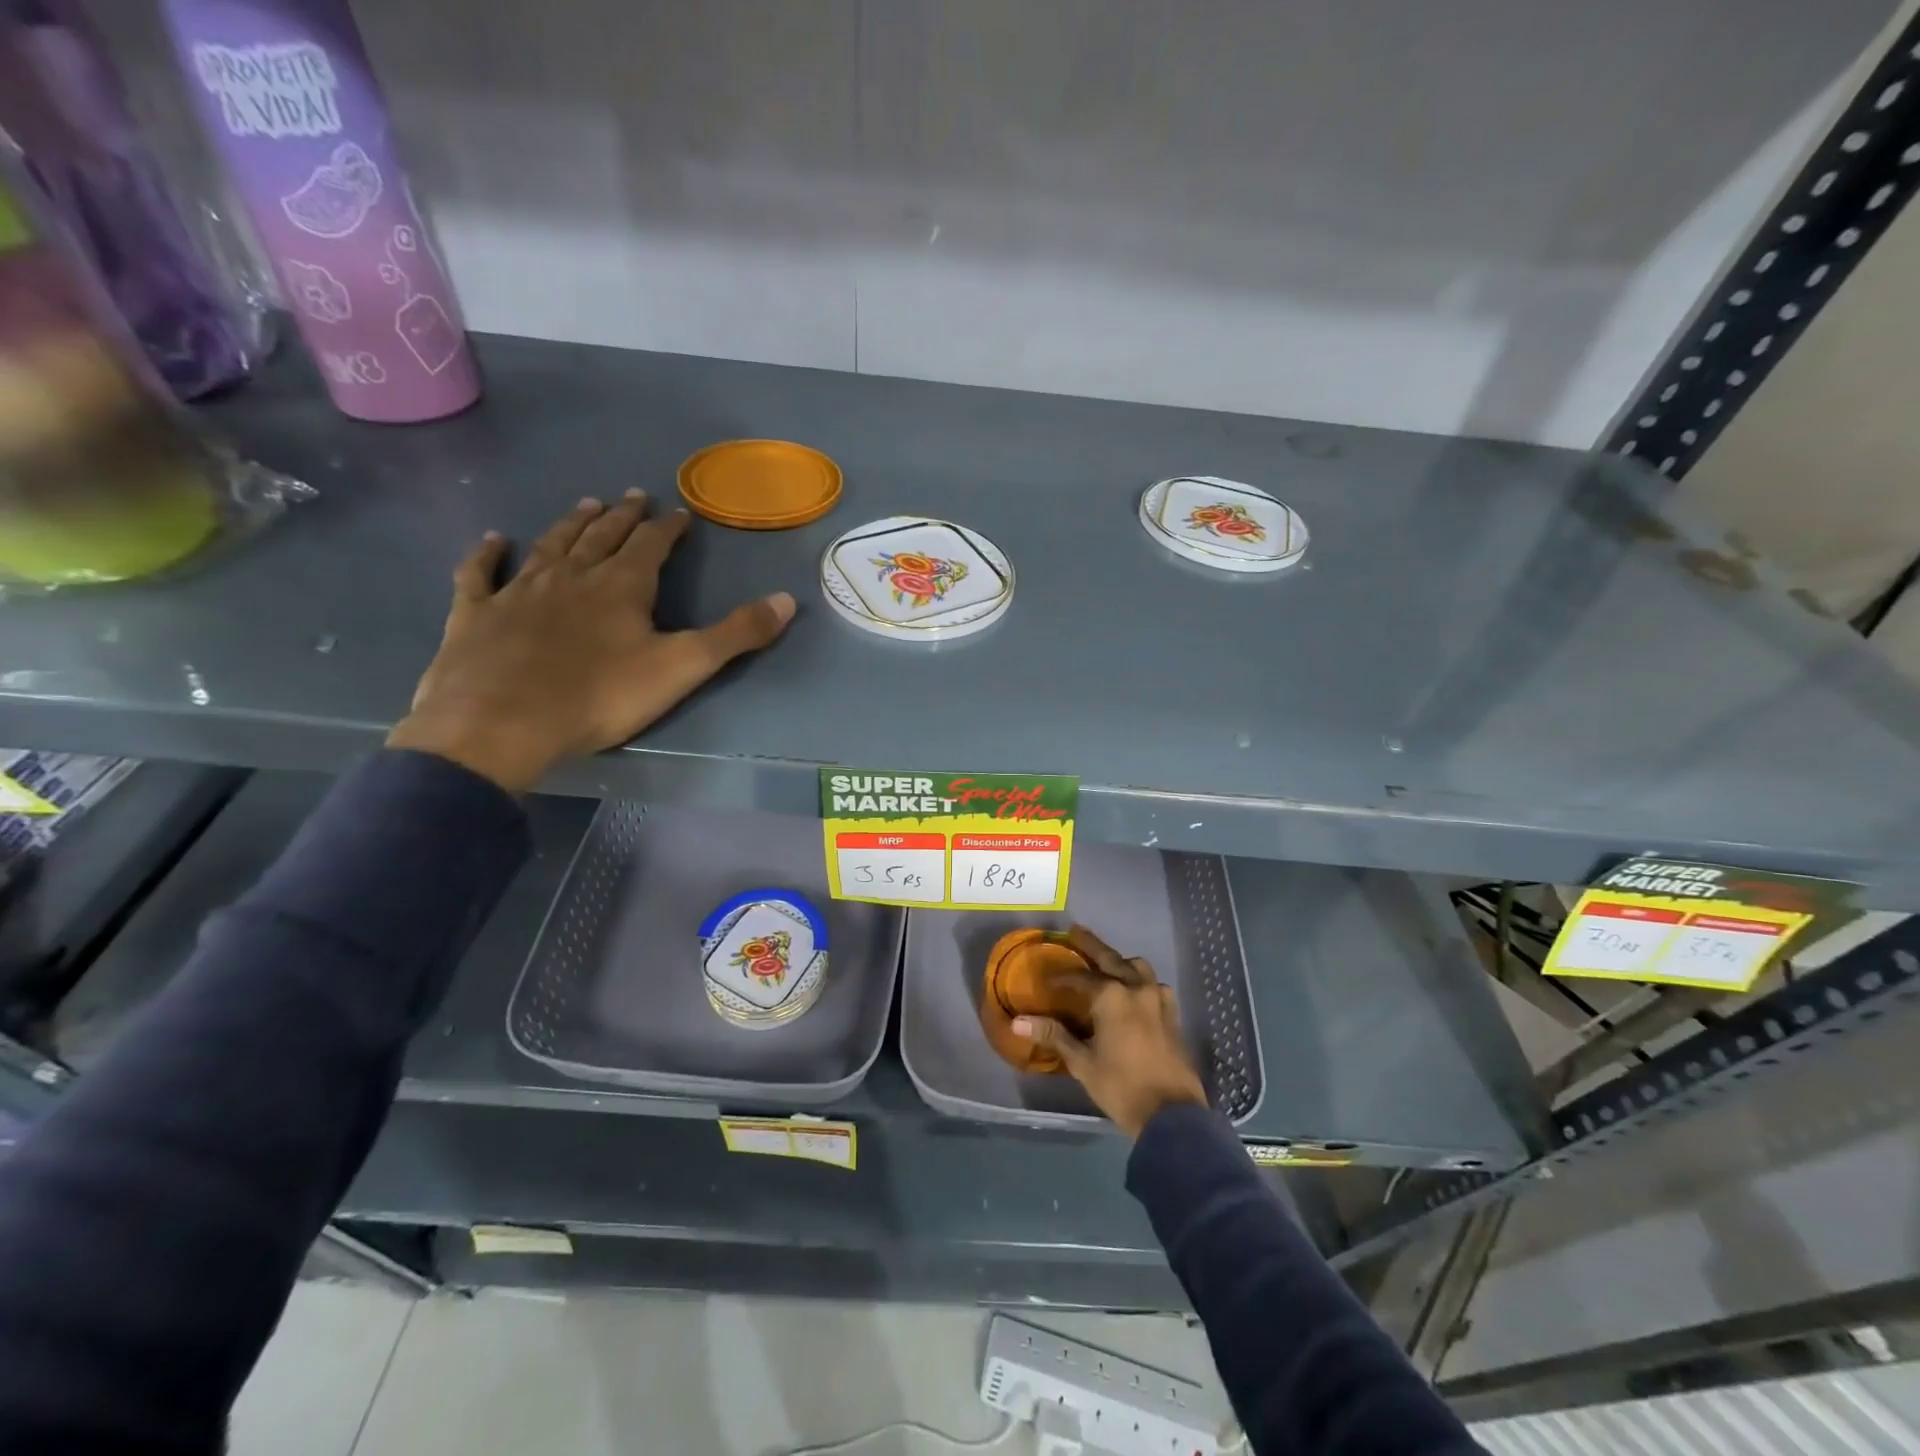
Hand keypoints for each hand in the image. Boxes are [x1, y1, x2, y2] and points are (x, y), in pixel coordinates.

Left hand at [387, 491, 794, 792]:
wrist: (501, 722)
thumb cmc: (600, 696)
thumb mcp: (683, 667)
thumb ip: (736, 634)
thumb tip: (787, 599)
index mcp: (622, 587)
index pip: (651, 546)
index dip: (668, 528)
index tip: (679, 512)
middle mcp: (572, 576)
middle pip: (601, 537)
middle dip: (622, 517)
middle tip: (632, 497)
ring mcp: (519, 591)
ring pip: (550, 545)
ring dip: (571, 524)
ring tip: (586, 504)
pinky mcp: (476, 614)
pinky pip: (481, 574)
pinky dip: (487, 555)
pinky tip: (492, 541)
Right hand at [1013, 925, 1207, 1137]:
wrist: (1172, 1116)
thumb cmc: (1121, 1087)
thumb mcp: (1082, 1062)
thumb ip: (1053, 1035)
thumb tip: (1018, 1022)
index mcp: (1111, 996)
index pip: (1079, 977)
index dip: (1061, 977)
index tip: (1046, 980)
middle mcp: (1136, 988)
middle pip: (1111, 959)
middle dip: (1091, 945)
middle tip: (1075, 931)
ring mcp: (1159, 1000)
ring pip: (1138, 968)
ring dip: (1121, 962)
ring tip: (1107, 965)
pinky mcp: (1172, 1015)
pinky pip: (1154, 986)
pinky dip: (1140, 981)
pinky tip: (1134, 993)